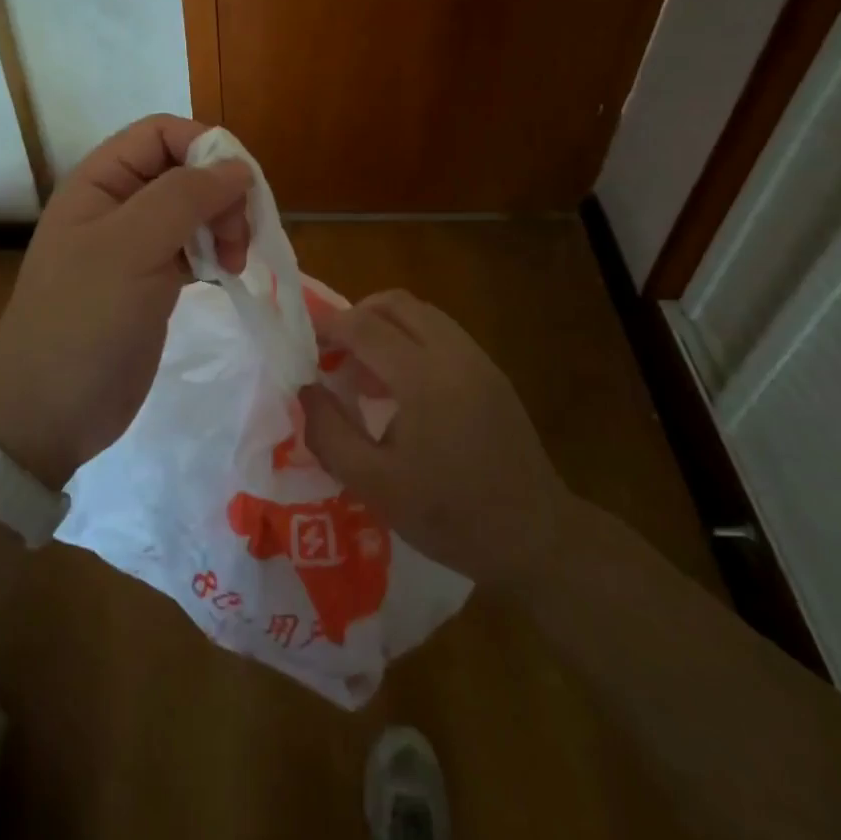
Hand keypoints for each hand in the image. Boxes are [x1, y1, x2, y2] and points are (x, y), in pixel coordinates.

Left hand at [0, 115, 251, 488]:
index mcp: (101, 181)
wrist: (48, 411)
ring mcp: (136, 245)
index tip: (239, 189)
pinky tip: (226, 275)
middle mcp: (119, 204)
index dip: (205, 148)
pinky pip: (194, 247)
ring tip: (234, 263)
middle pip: (186, 170)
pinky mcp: (152, 282)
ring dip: (224, 226)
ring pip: (196, 209)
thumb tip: (237, 167)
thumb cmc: (84, 319)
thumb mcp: (132, 247)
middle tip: (236, 239)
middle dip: (221, 194)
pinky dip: (216, 253)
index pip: (162, 134)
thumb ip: (184, 196)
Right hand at [300, 290, 581, 591]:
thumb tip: (305, 389)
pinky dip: (411, 337)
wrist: (535, 537)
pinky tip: (402, 383)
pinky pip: (442, 332)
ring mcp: (478, 359)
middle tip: (332, 351)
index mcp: (423, 377)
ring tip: (364, 366)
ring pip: (422, 313)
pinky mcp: (492, 372)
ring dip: (385, 325)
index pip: (364, 326)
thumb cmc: (450, 516)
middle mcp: (453, 353)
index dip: (328, 326)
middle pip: (396, 303)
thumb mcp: (375, 486)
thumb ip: (329, 433)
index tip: (305, 344)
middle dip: (356, 316)